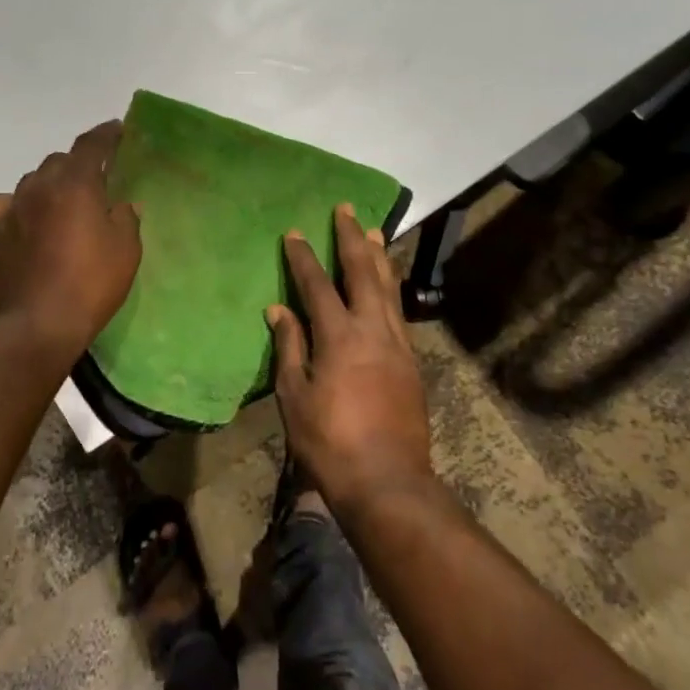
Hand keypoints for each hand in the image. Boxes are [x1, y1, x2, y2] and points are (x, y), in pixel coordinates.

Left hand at [0, 121, 142, 361]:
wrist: (39, 322)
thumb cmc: (91, 284)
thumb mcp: (126, 250)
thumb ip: (126, 219)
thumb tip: (123, 205)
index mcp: (77, 184)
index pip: (91, 145)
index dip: (106, 134)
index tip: (117, 128)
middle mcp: (42, 186)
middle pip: (61, 160)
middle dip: (79, 164)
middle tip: (96, 180)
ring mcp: (14, 207)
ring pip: (34, 179)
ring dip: (51, 183)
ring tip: (64, 201)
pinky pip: (5, 203)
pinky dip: (18, 204)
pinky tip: (25, 217)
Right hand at [268, 203, 433, 511]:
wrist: (387, 480)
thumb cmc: (329, 441)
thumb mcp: (294, 395)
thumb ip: (289, 346)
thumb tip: (278, 309)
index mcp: (339, 336)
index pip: (317, 285)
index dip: (304, 258)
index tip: (295, 233)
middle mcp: (372, 329)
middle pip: (363, 272)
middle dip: (351, 239)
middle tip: (346, 209)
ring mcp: (397, 344)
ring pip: (388, 287)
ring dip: (378, 256)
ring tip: (373, 231)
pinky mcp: (411, 361)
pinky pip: (398, 310)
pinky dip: (391, 287)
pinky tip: (388, 283)